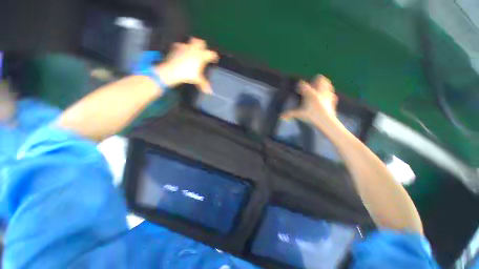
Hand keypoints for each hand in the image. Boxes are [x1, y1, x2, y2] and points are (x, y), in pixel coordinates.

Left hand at [156, 37, 218, 93]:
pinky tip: (181, 52)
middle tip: (203, 51)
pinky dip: (182, 48)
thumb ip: (204, 84)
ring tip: (192, 51)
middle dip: (203, 46)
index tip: (215, 59)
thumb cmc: (187, 75)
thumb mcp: (197, 80)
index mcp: (201, 56)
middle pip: (201, 42)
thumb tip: (210, 92)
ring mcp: (185, 47)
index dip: (214, 56)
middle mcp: (194, 49)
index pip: (211, 54)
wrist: (172, 71)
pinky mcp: (176, 47)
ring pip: (191, 41)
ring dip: (193, 45)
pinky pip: (180, 45)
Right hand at [281, 75, 338, 123]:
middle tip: (311, 85)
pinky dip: (329, 94)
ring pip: (328, 84)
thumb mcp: (299, 114)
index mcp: (310, 94)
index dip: (300, 85)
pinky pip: (332, 94)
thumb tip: (280, 116)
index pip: (304, 85)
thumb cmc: (311, 116)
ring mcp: (327, 95)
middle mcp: (319, 91)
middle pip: (320, 79)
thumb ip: (290, 114)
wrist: (326, 121)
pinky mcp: (333, 100)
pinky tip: (326, 98)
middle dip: (316, 80)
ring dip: (324, 85)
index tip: (298, 88)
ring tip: (319, 89)